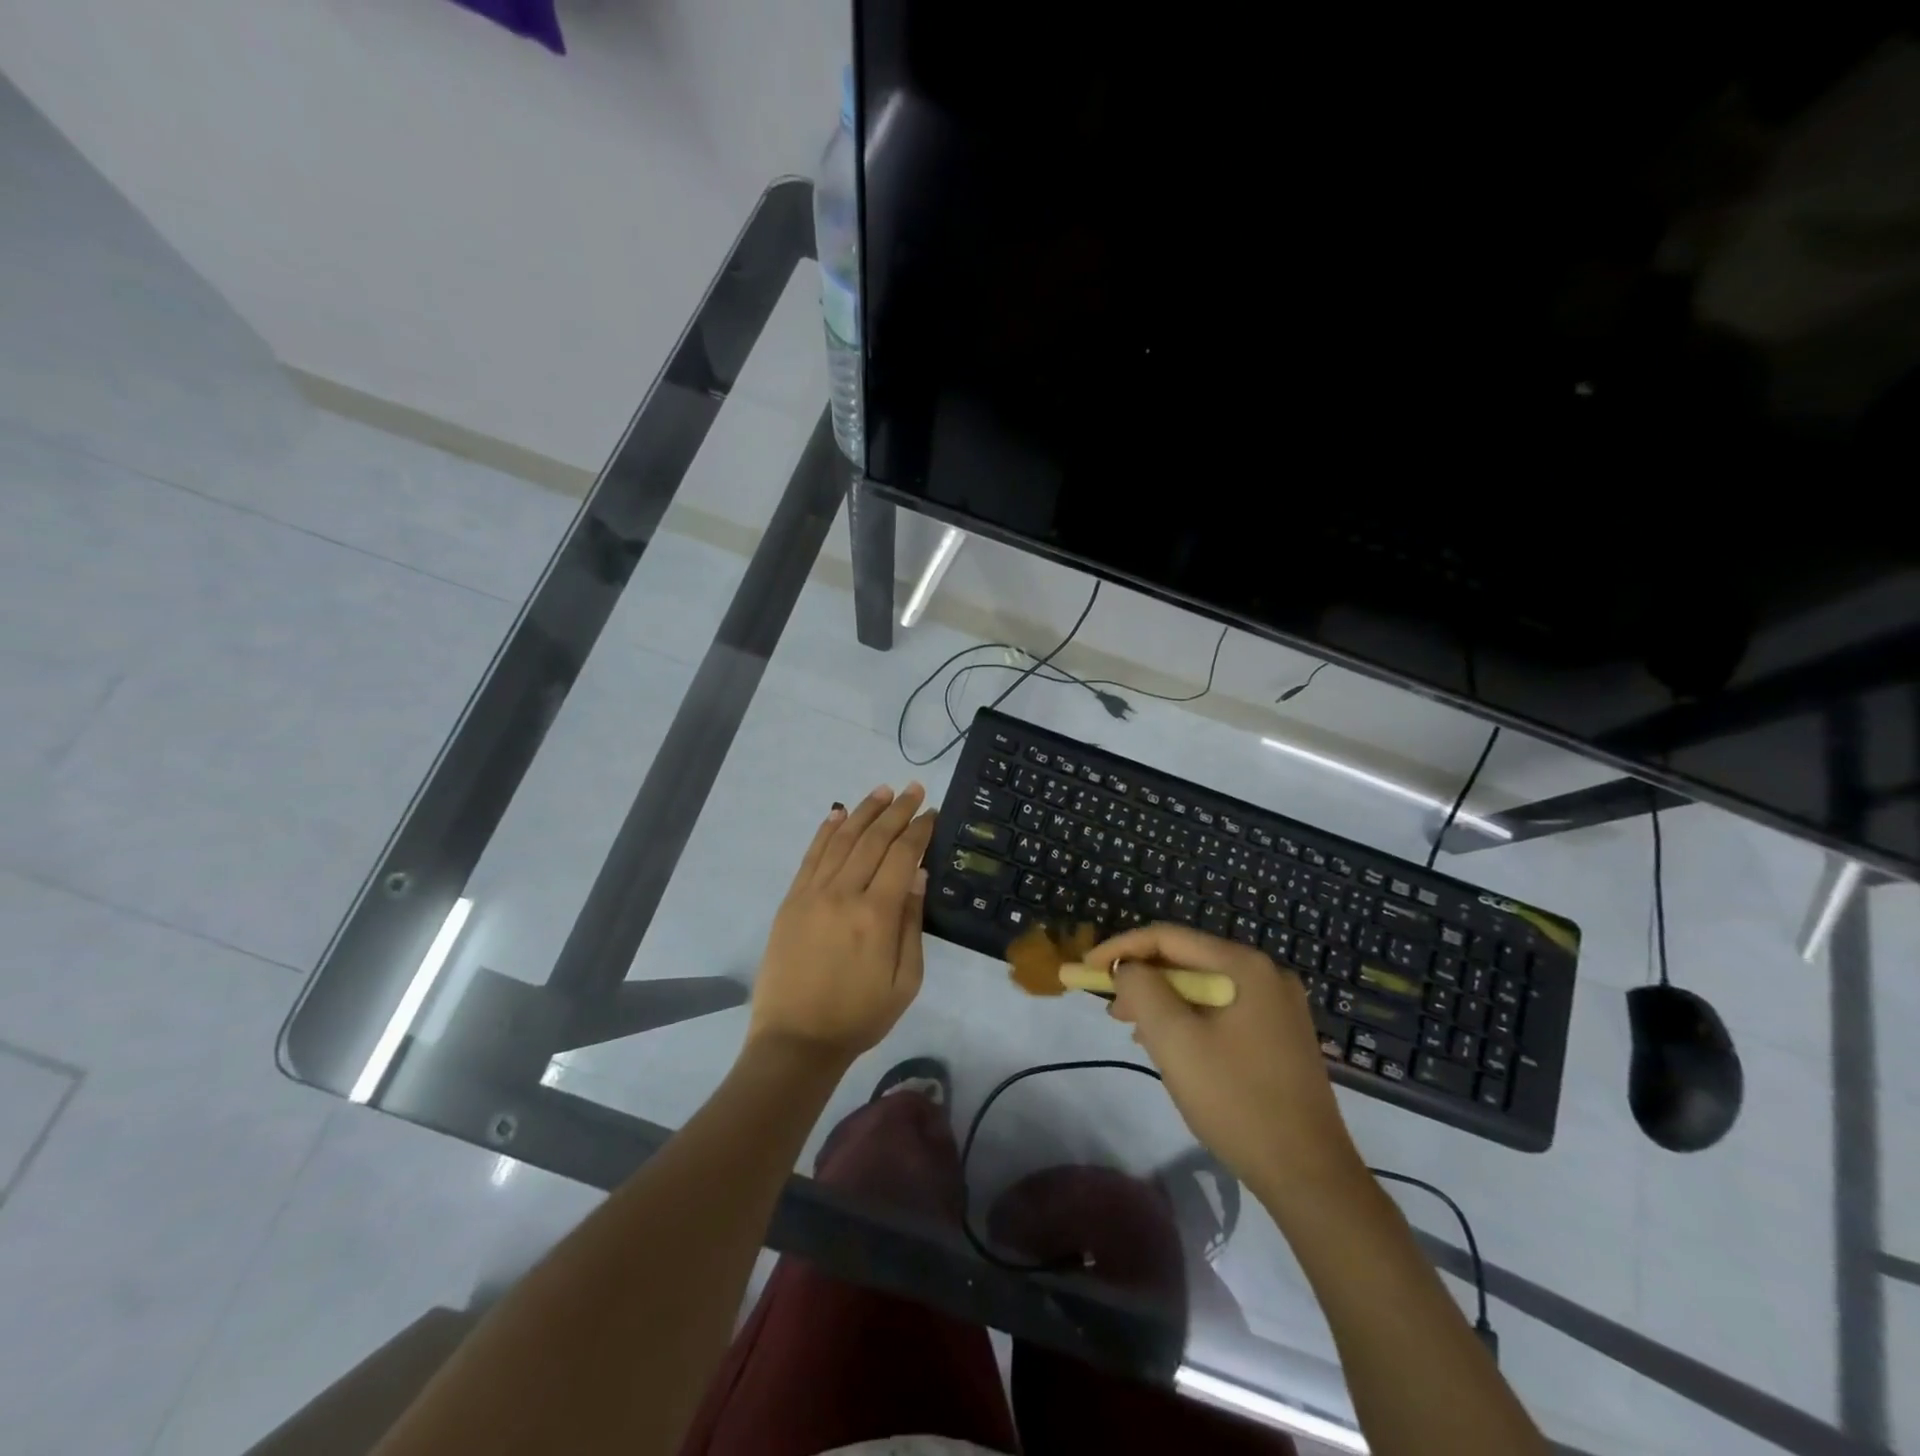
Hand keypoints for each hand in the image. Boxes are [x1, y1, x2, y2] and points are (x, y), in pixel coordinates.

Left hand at [747, 784, 936, 1069]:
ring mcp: (813, 893)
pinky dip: (826, 830)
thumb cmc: (860, 1016)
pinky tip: (838, 813)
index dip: (919, 829)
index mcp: (876, 914)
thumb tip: (918, 875)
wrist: (796, 1040)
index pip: (902, 855)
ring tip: (883, 789)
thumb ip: (912, 924)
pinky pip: (811, 855)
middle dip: (897, 810)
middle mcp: (844, 893)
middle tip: (914, 789)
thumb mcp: (905, 981)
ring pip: (842, 839)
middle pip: (874, 839)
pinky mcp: (792, 900)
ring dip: (864, 810)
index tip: (933, 811)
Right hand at [1090, 923, 1363, 1196]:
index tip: (1086, 969)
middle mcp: (1266, 974)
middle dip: (1142, 979)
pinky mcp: (1280, 1035)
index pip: (1168, 937)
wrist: (1309, 1174)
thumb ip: (1142, 989)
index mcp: (1244, 965)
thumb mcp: (1175, 1040)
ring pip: (1203, 988)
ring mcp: (1278, 1006)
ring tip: (1133, 1030)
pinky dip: (1189, 1020)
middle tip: (1109, 1008)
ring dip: (1163, 1002)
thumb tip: (1127, 968)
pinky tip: (1171, 1046)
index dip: (1120, 948)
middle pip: (1187, 960)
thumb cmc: (1235, 1100)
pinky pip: (1222, 1011)